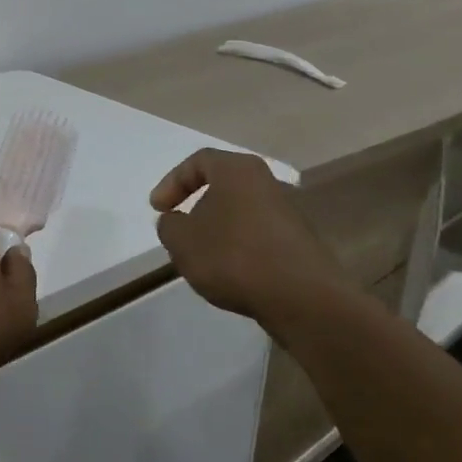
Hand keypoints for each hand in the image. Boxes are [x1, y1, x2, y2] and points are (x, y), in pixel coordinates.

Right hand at [150, 149, 357, 328]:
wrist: (303, 300)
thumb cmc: (233, 257)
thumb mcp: (181, 241)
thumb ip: (169, 225)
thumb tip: (177, 221)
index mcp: (237, 170)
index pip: (198, 161)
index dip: (172, 182)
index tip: (158, 209)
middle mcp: (268, 182)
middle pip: (223, 185)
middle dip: (197, 206)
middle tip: (180, 230)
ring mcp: (289, 213)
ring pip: (241, 212)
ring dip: (219, 230)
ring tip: (203, 257)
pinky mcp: (301, 242)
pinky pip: (259, 235)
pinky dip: (240, 248)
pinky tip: (232, 272)